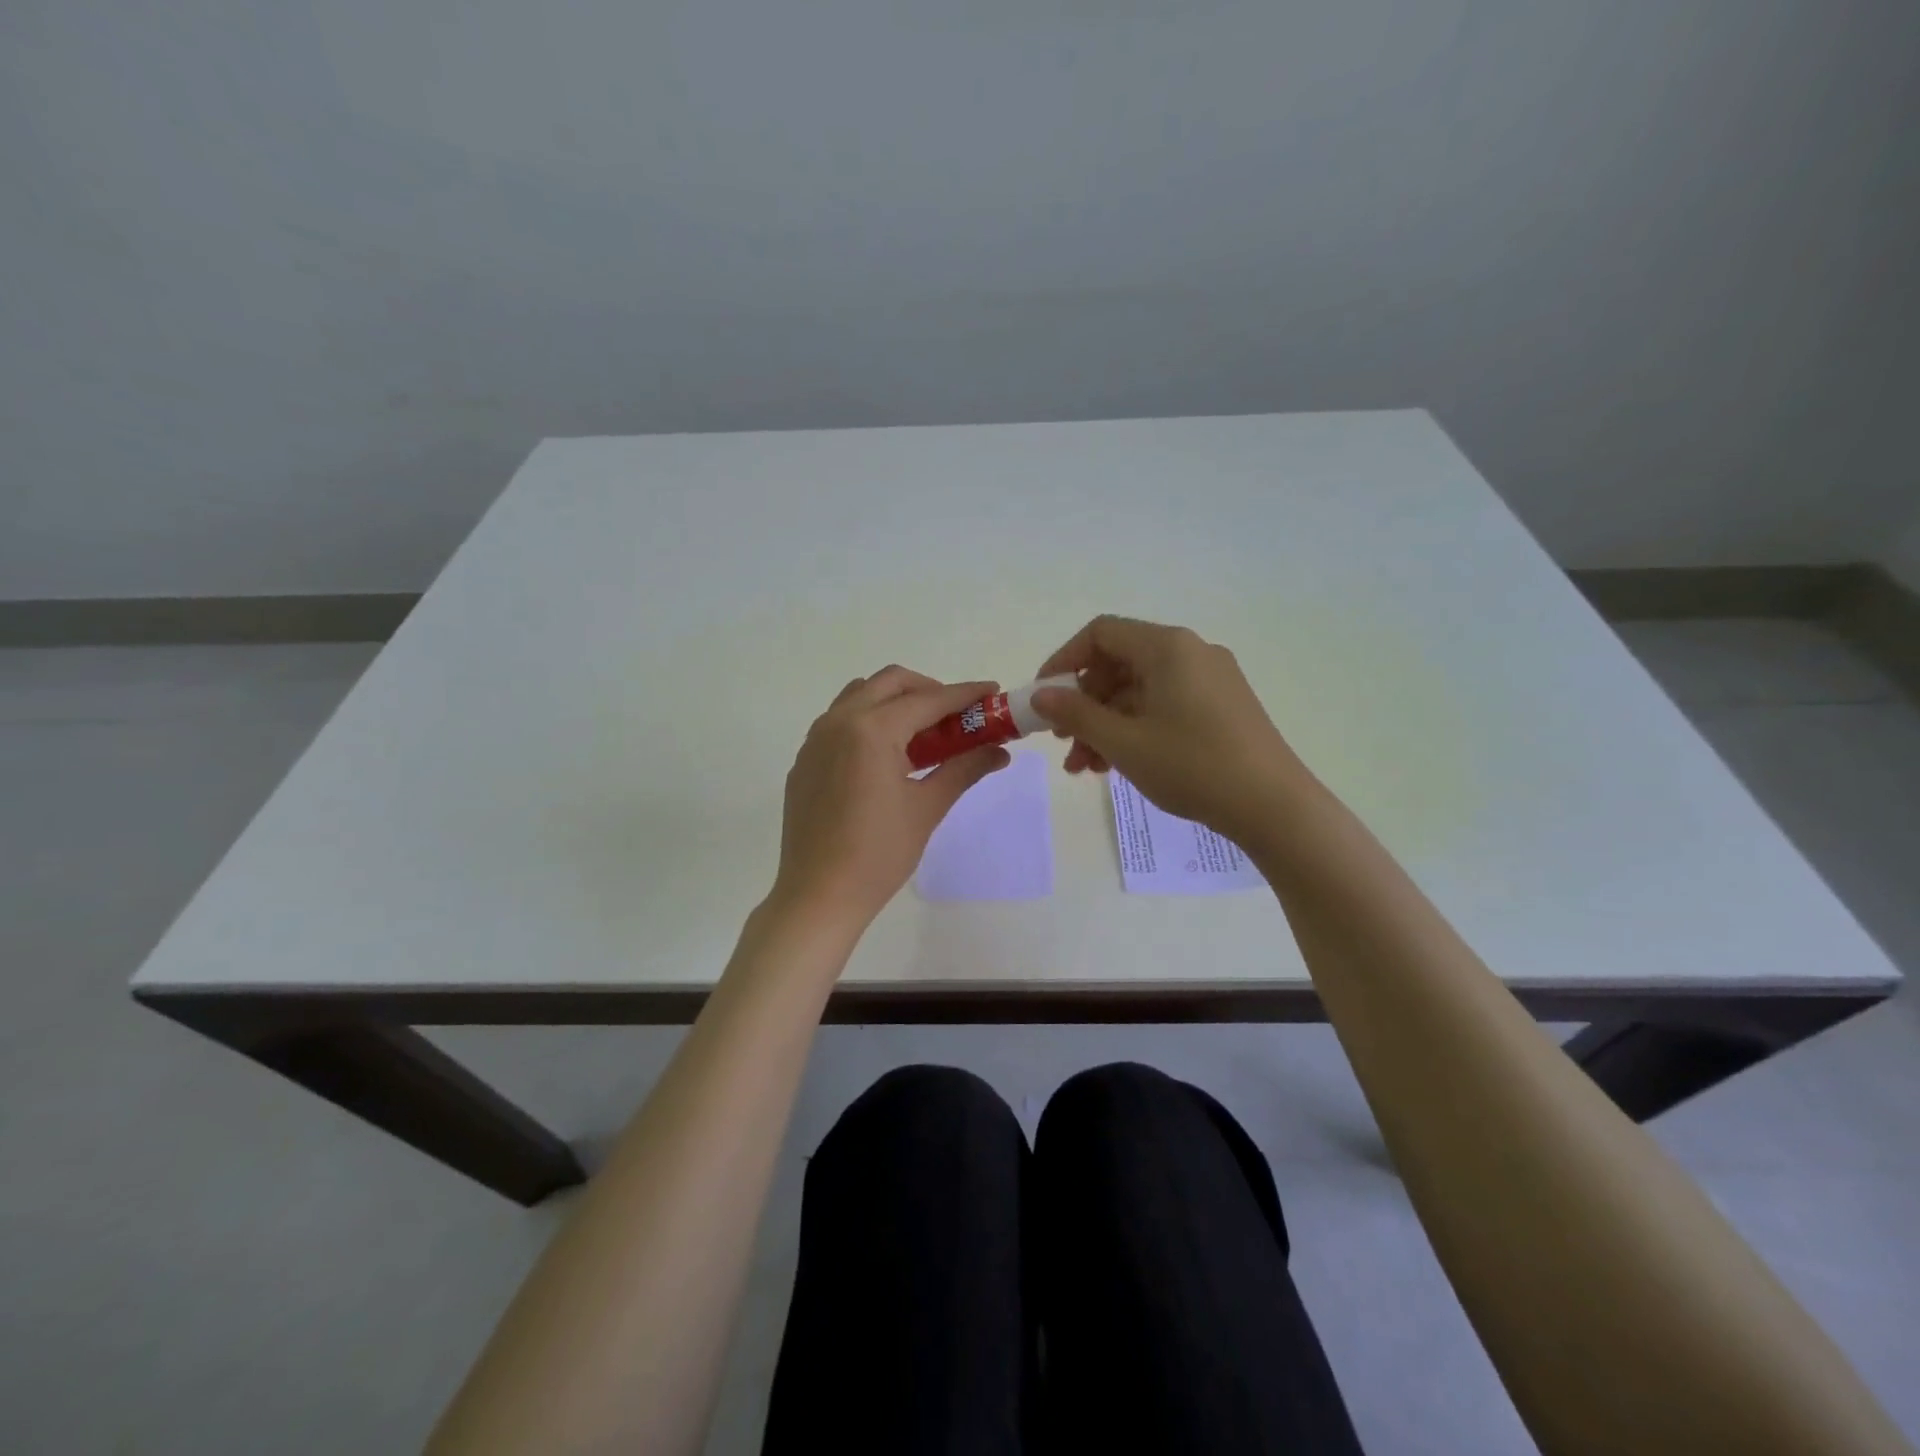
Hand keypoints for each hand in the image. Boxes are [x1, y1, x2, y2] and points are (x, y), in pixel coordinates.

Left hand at [770, 666, 1010, 928]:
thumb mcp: (927, 808)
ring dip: (895, 702)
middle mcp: (838, 722)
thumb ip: (964, 769)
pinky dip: (869, 722)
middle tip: (956, 715)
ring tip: (922, 735)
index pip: (927, 700)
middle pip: (890, 683)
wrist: (818, 895)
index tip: (992, 691)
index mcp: (871, 730)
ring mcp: (815, 739)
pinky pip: (839, 722)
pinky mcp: (805, 760)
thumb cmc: (878, 854)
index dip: (964, 694)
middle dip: (928, 690)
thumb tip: (1000, 751)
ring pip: (860, 695)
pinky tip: (886, 758)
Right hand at [1031, 615, 1307, 844]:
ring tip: (1086, 767)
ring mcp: (1210, 680)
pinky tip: (1119, 765)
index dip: (1064, 661)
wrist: (1274, 806)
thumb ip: (1077, 714)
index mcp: (1168, 647)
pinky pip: (1164, 706)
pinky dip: (1136, 729)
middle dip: (1084, 704)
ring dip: (1106, 724)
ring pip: (1140, 691)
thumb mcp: (1124, 742)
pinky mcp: (1222, 706)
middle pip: (1120, 664)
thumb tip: (1041, 696)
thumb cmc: (1192, 766)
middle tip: (1063, 741)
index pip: (1101, 634)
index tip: (1044, 697)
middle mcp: (1190, 652)